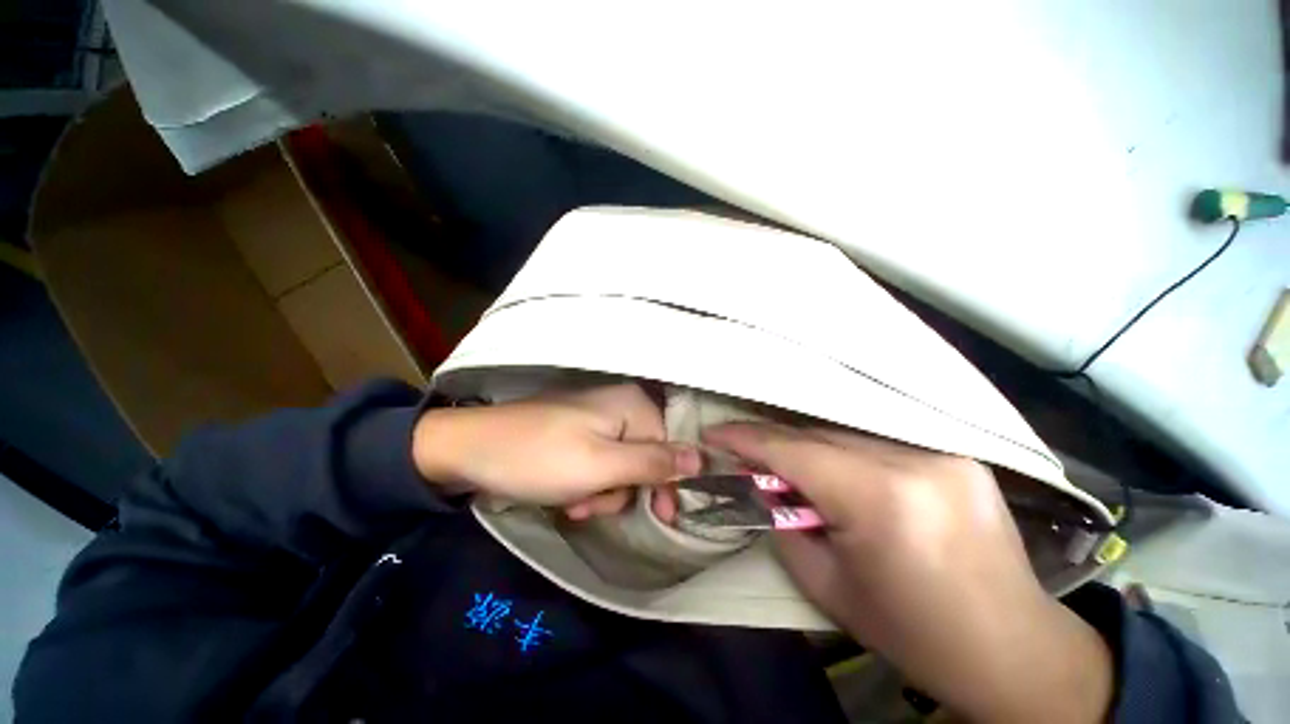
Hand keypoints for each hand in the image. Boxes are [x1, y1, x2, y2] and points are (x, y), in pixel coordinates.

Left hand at [412, 384, 700, 517]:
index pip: (670, 446)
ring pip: (622, 467)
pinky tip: (567, 495)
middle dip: (623, 490)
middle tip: (594, 504)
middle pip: (646, 458)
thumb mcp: (600, 467)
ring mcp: (598, 419)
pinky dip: (588, 485)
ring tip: (574, 501)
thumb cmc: (539, 458)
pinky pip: (600, 464)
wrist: (470, 451)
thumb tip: (701, 459)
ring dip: (603, 492)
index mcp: (631, 405)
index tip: (661, 515)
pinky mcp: (580, 433)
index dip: (666, 482)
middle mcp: (620, 406)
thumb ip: (653, 464)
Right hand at [704, 423, 1112, 723]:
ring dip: (806, 445)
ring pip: (845, 434)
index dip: (745, 438)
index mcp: (881, 499)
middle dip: (772, 442)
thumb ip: (782, 524)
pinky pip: (878, 440)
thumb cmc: (913, 632)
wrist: (1014, 650)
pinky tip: (831, 468)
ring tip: (781, 462)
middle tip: (740, 450)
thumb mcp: (828, 586)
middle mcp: (914, 460)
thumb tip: (759, 486)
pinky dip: (842, 449)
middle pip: (817, 436)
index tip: (712, 433)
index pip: (792, 450)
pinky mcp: (957, 453)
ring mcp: (942, 450)